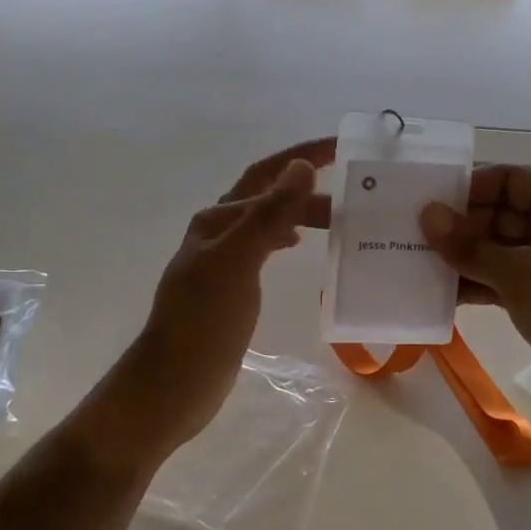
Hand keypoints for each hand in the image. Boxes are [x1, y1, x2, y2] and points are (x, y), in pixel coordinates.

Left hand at [96, 138, 333, 468]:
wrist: (173, 385)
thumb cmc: (203, 323)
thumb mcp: (236, 263)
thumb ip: (268, 215)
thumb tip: (301, 166)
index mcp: (218, 219)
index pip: (267, 174)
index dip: (303, 155)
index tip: (343, 145)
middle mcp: (220, 232)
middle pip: (270, 197)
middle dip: (309, 188)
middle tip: (357, 195)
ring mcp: (224, 261)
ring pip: (270, 223)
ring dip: (302, 213)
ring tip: (341, 219)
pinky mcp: (232, 287)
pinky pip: (266, 249)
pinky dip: (288, 238)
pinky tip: (301, 246)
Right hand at [419, 167, 530, 425]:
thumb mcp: (518, 273)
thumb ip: (469, 245)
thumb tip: (427, 215)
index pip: (510, 180)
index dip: (470, 190)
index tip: (429, 207)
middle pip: (501, 215)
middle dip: (460, 227)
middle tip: (412, 239)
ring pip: (498, 251)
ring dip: (463, 259)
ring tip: (416, 266)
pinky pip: (503, 281)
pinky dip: (476, 284)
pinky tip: (439, 295)